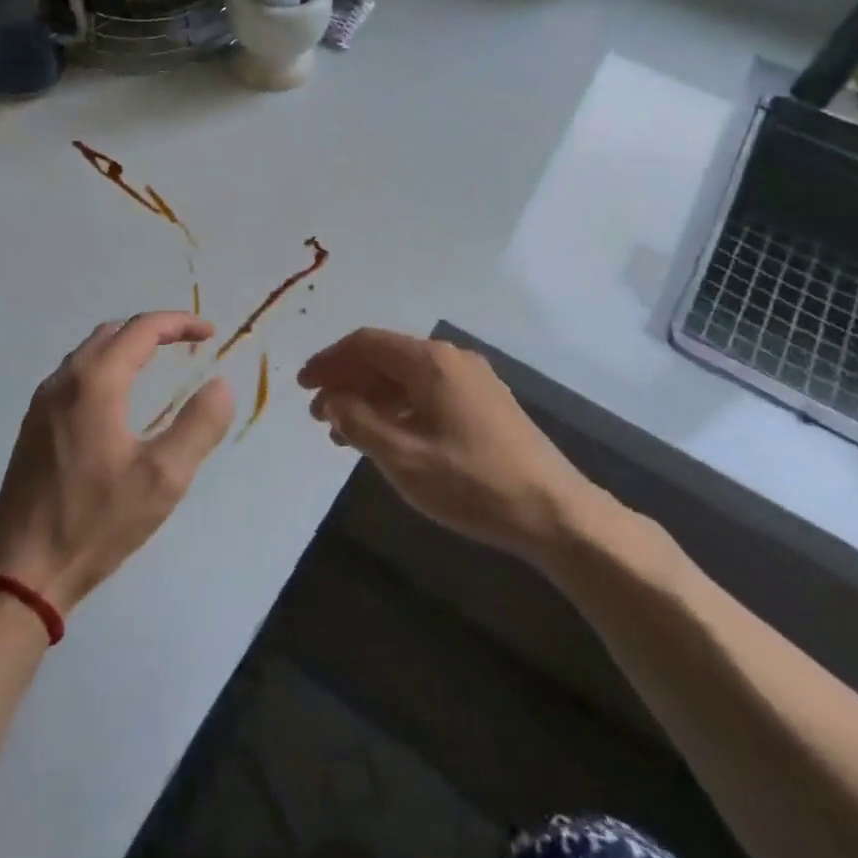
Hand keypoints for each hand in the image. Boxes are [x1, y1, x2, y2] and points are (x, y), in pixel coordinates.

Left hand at [0, 313, 234, 613]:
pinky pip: (74, 376)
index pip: (142, 329)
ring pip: (88, 353)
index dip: (179, 323)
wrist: (22, 570)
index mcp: (95, 382)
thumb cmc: (96, 521)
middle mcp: (64, 381)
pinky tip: (117, 398)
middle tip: (187, 343)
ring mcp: (42, 403)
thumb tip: (221, 385)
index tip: (210, 333)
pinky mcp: (33, 427)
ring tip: (157, 363)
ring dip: (125, 347)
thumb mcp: (163, 478)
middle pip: (112, 333)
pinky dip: (104, 368)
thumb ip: (198, 425)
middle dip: (152, 330)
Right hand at [298, 328, 600, 562]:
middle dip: (347, 382)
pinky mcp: (484, 404)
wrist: (555, 512)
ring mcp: (472, 380)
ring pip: (405, 378)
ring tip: (344, 433)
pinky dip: (397, 409)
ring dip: (370, 398)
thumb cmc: (472, 482)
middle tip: (319, 416)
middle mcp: (451, 359)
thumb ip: (359, 423)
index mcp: (430, 362)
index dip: (329, 361)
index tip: (302, 386)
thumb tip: (333, 400)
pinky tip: (385, 438)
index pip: (366, 344)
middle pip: (385, 358)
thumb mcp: (403, 457)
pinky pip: (427, 393)